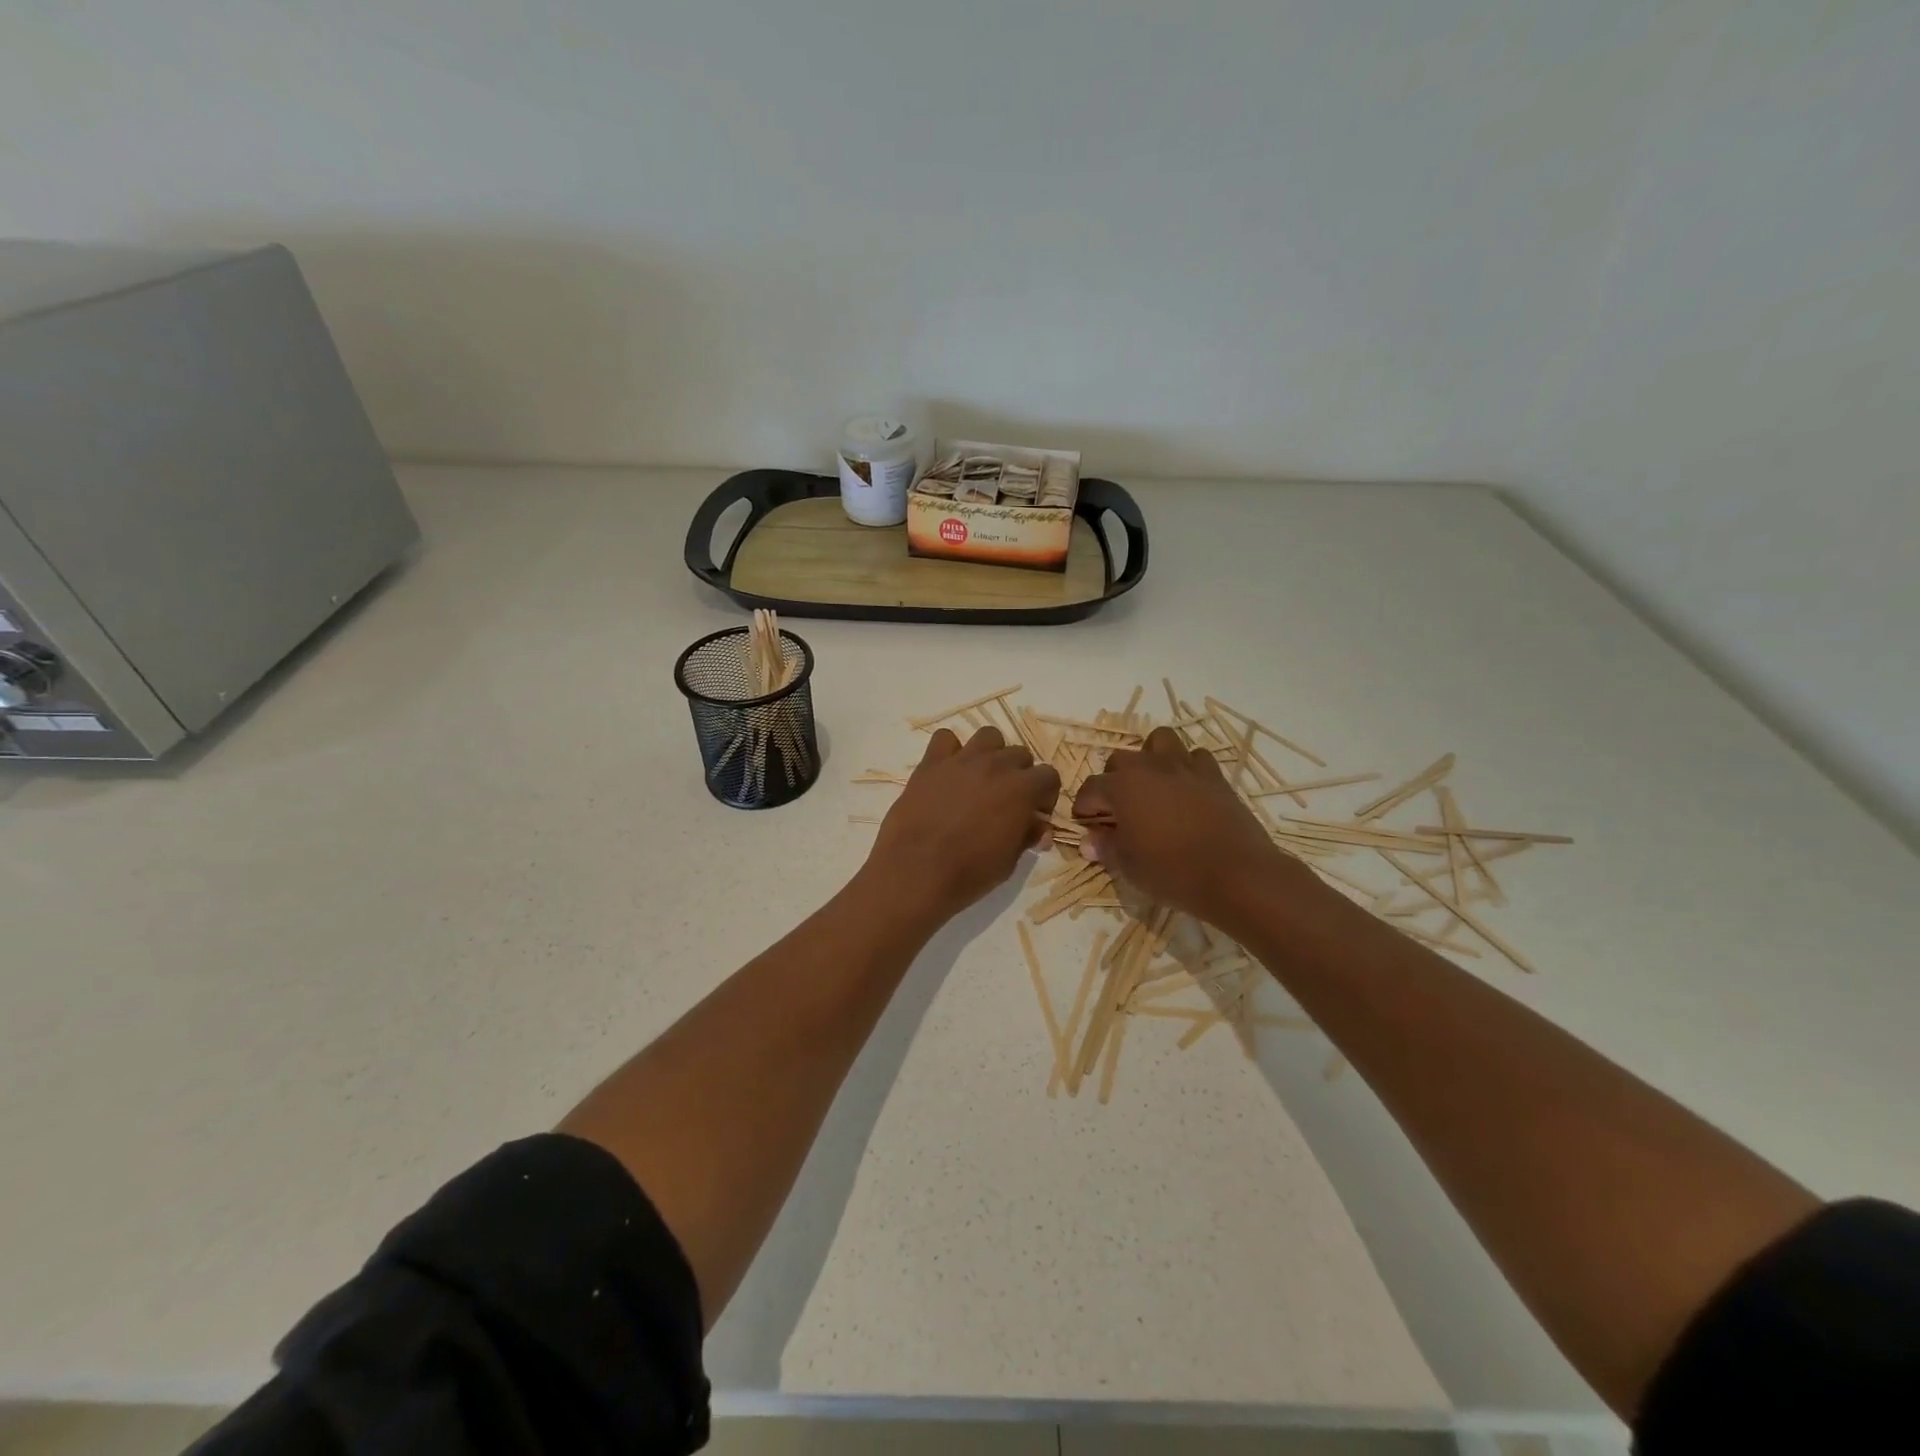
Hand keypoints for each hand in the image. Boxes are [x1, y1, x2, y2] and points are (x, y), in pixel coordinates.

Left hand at [866, 726, 1061, 922]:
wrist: (917, 871)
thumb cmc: (969, 873)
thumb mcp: (1009, 861)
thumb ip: (1027, 836)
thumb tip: (1039, 827)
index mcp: (1022, 789)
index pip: (1049, 776)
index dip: (1045, 795)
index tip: (1034, 814)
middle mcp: (996, 766)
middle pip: (1019, 754)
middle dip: (1019, 774)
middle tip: (1006, 800)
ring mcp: (962, 760)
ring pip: (988, 736)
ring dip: (991, 754)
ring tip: (980, 779)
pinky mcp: (931, 763)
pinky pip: (946, 738)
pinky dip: (950, 751)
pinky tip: (947, 772)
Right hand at [1072, 727, 1314, 928]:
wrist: (1237, 874)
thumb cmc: (1173, 871)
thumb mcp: (1129, 866)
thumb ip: (1106, 848)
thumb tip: (1089, 842)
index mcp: (1122, 786)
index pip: (1091, 788)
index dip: (1085, 808)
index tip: (1087, 825)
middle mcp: (1149, 767)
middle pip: (1120, 760)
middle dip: (1113, 781)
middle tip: (1119, 810)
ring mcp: (1185, 767)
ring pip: (1159, 742)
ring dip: (1150, 759)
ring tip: (1152, 786)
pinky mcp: (1214, 775)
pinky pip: (1195, 757)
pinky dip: (1187, 767)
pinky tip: (1186, 790)